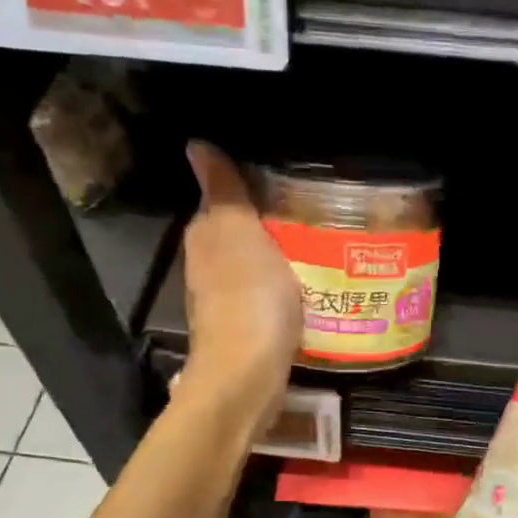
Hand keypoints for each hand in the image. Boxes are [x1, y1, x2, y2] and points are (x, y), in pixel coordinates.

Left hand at [179, 142, 301, 432]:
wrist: (248, 373)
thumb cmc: (247, 295)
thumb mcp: (239, 230)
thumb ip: (223, 190)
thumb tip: (195, 145)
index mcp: (205, 236)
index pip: (223, 200)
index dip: (252, 191)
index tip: (289, 185)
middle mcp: (208, 266)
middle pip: (240, 235)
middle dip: (270, 224)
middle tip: (315, 215)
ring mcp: (226, 301)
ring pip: (254, 266)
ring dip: (280, 257)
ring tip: (321, 248)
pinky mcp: (247, 329)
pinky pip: (267, 295)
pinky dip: (285, 287)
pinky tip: (310, 288)